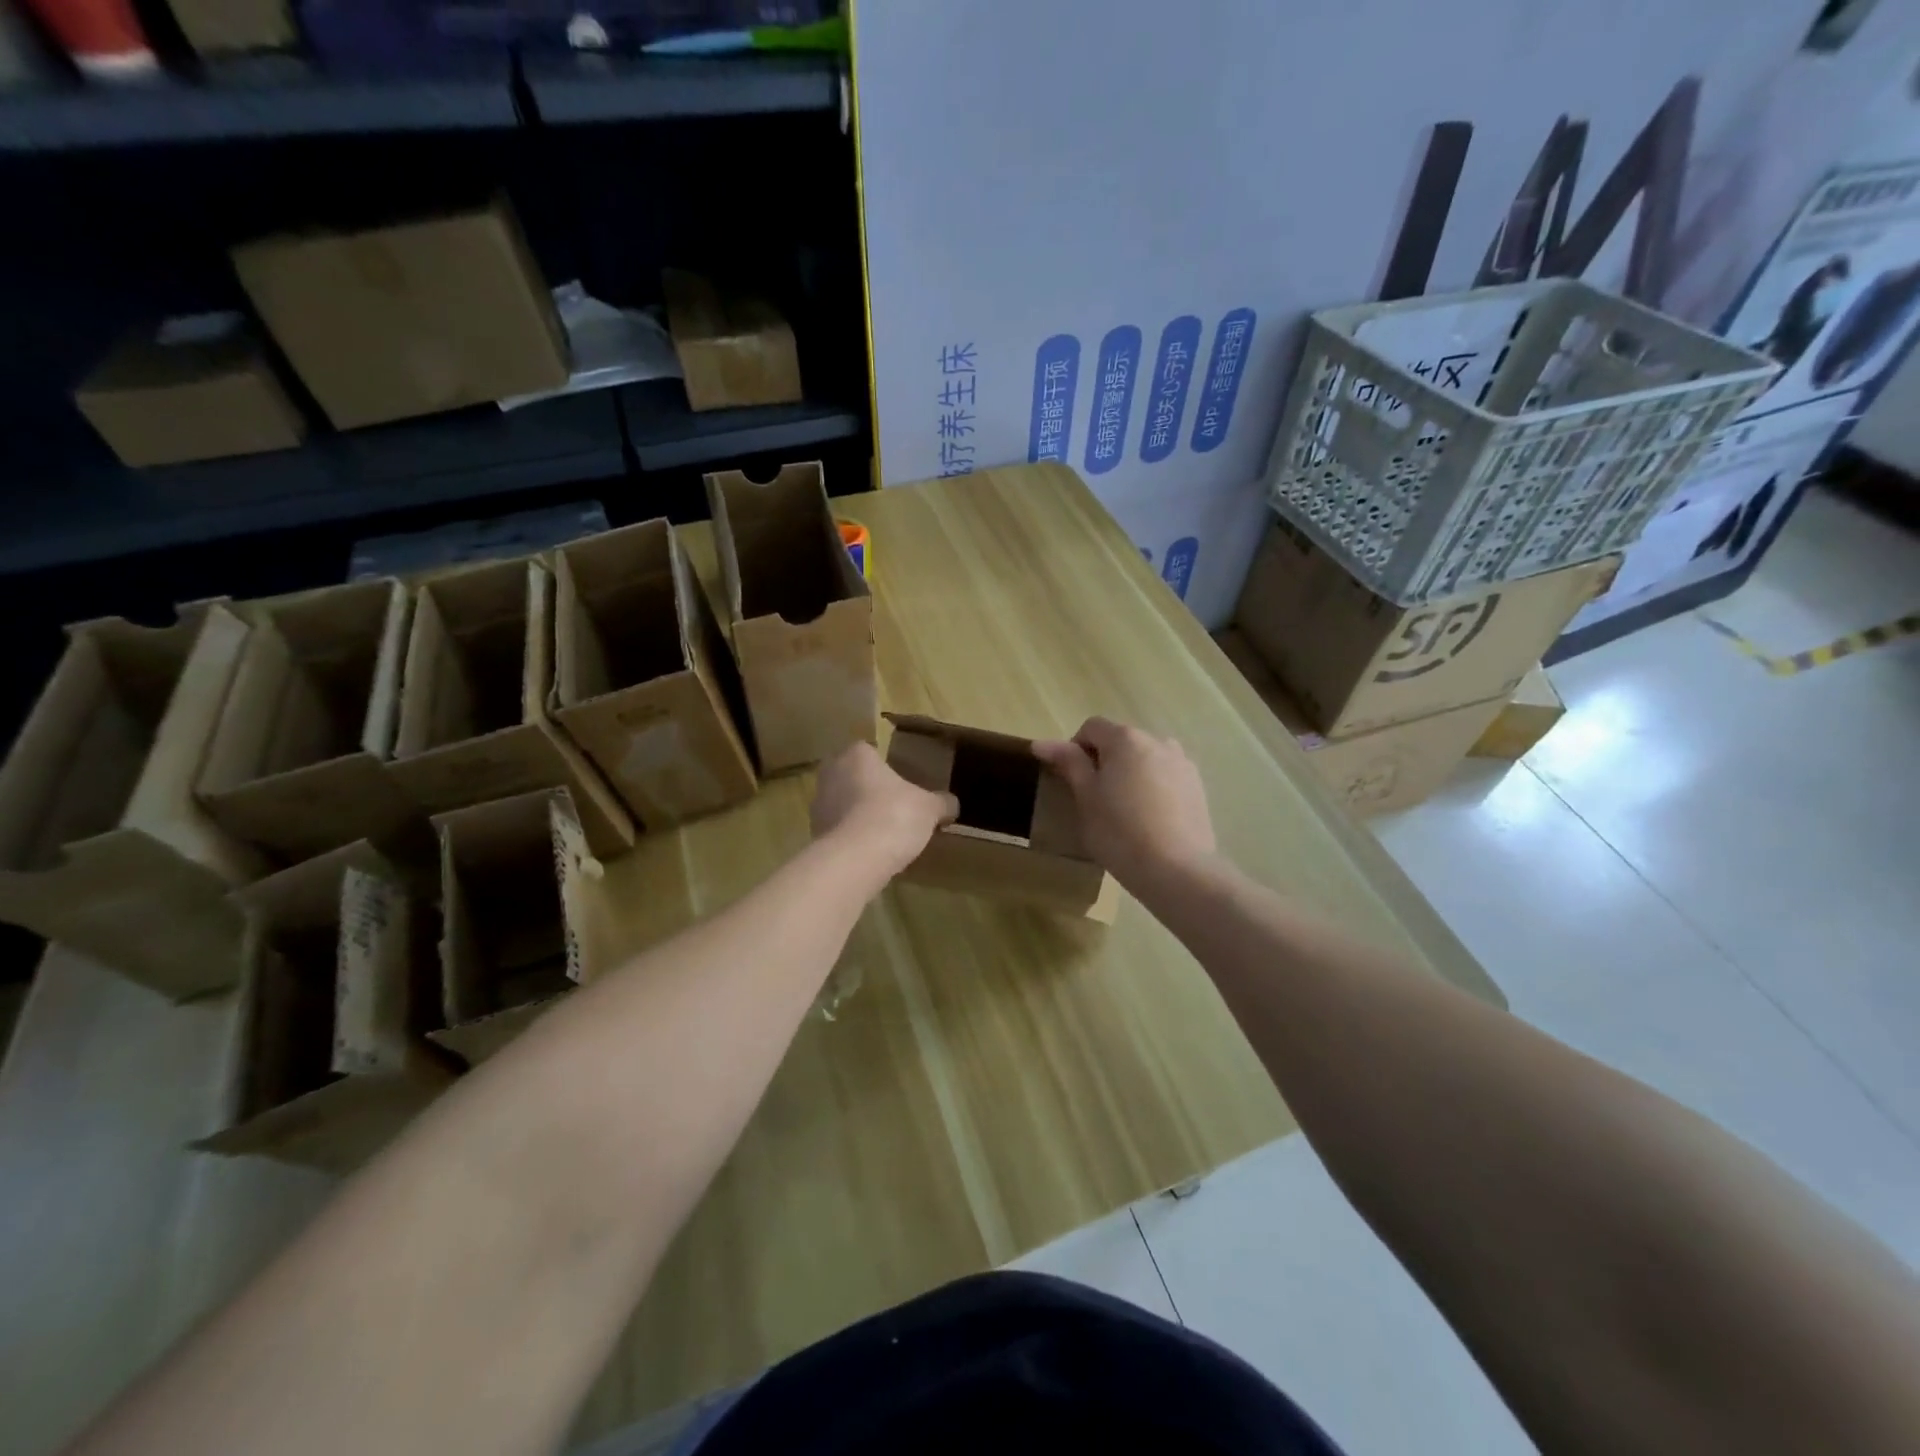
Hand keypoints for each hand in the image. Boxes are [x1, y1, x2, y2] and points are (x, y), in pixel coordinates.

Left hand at [811, 742, 957, 879]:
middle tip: (892, 804)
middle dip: (867, 788)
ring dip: (857, 814)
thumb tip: (952, 804)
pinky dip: (851, 837)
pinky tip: (870, 851)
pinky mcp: (815, 834)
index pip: (868, 750)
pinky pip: (837, 830)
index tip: (899, 780)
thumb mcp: (930, 808)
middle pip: (851, 776)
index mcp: (856, 755)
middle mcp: (831, 774)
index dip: (883, 765)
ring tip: (883, 831)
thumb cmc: (894, 816)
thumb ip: (942, 802)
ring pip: (841, 803)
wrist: (856, 859)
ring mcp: (818, 805)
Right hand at [1033, 718, 1215, 887]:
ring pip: (1144, 759)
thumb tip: (1041, 743)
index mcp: (1126, 739)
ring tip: (1124, 809)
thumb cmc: (1120, 832)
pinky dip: (1152, 787)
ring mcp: (1182, 763)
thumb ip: (1068, 763)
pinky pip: (1165, 776)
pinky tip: (1148, 819)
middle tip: (1094, 798)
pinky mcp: (1197, 786)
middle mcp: (1157, 741)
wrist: (1177, 870)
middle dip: (1104, 761)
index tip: (1071, 781)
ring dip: (1129, 773)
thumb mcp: (1086, 797)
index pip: (1091, 728)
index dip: (1074, 749)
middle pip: (1121, 741)